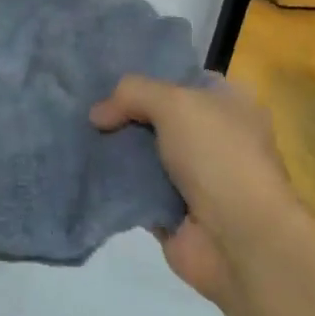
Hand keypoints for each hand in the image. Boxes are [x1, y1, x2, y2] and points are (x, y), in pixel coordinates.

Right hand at [90, 74, 298, 306]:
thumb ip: (133, 94)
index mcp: (230, 106)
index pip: (185, 81)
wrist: (238, 237)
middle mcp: (216, 139)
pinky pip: (136, 192)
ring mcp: (195, 179)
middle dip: (124, 116)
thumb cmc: (218, 157)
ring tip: (76, 138)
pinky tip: (86, 173)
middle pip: (159, 120)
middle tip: (84, 109)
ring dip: (115, 151)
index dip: (149, 77)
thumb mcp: (176, 104)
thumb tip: (97, 114)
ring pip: (145, 156)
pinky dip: (114, 187)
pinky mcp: (173, 212)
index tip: (108, 79)